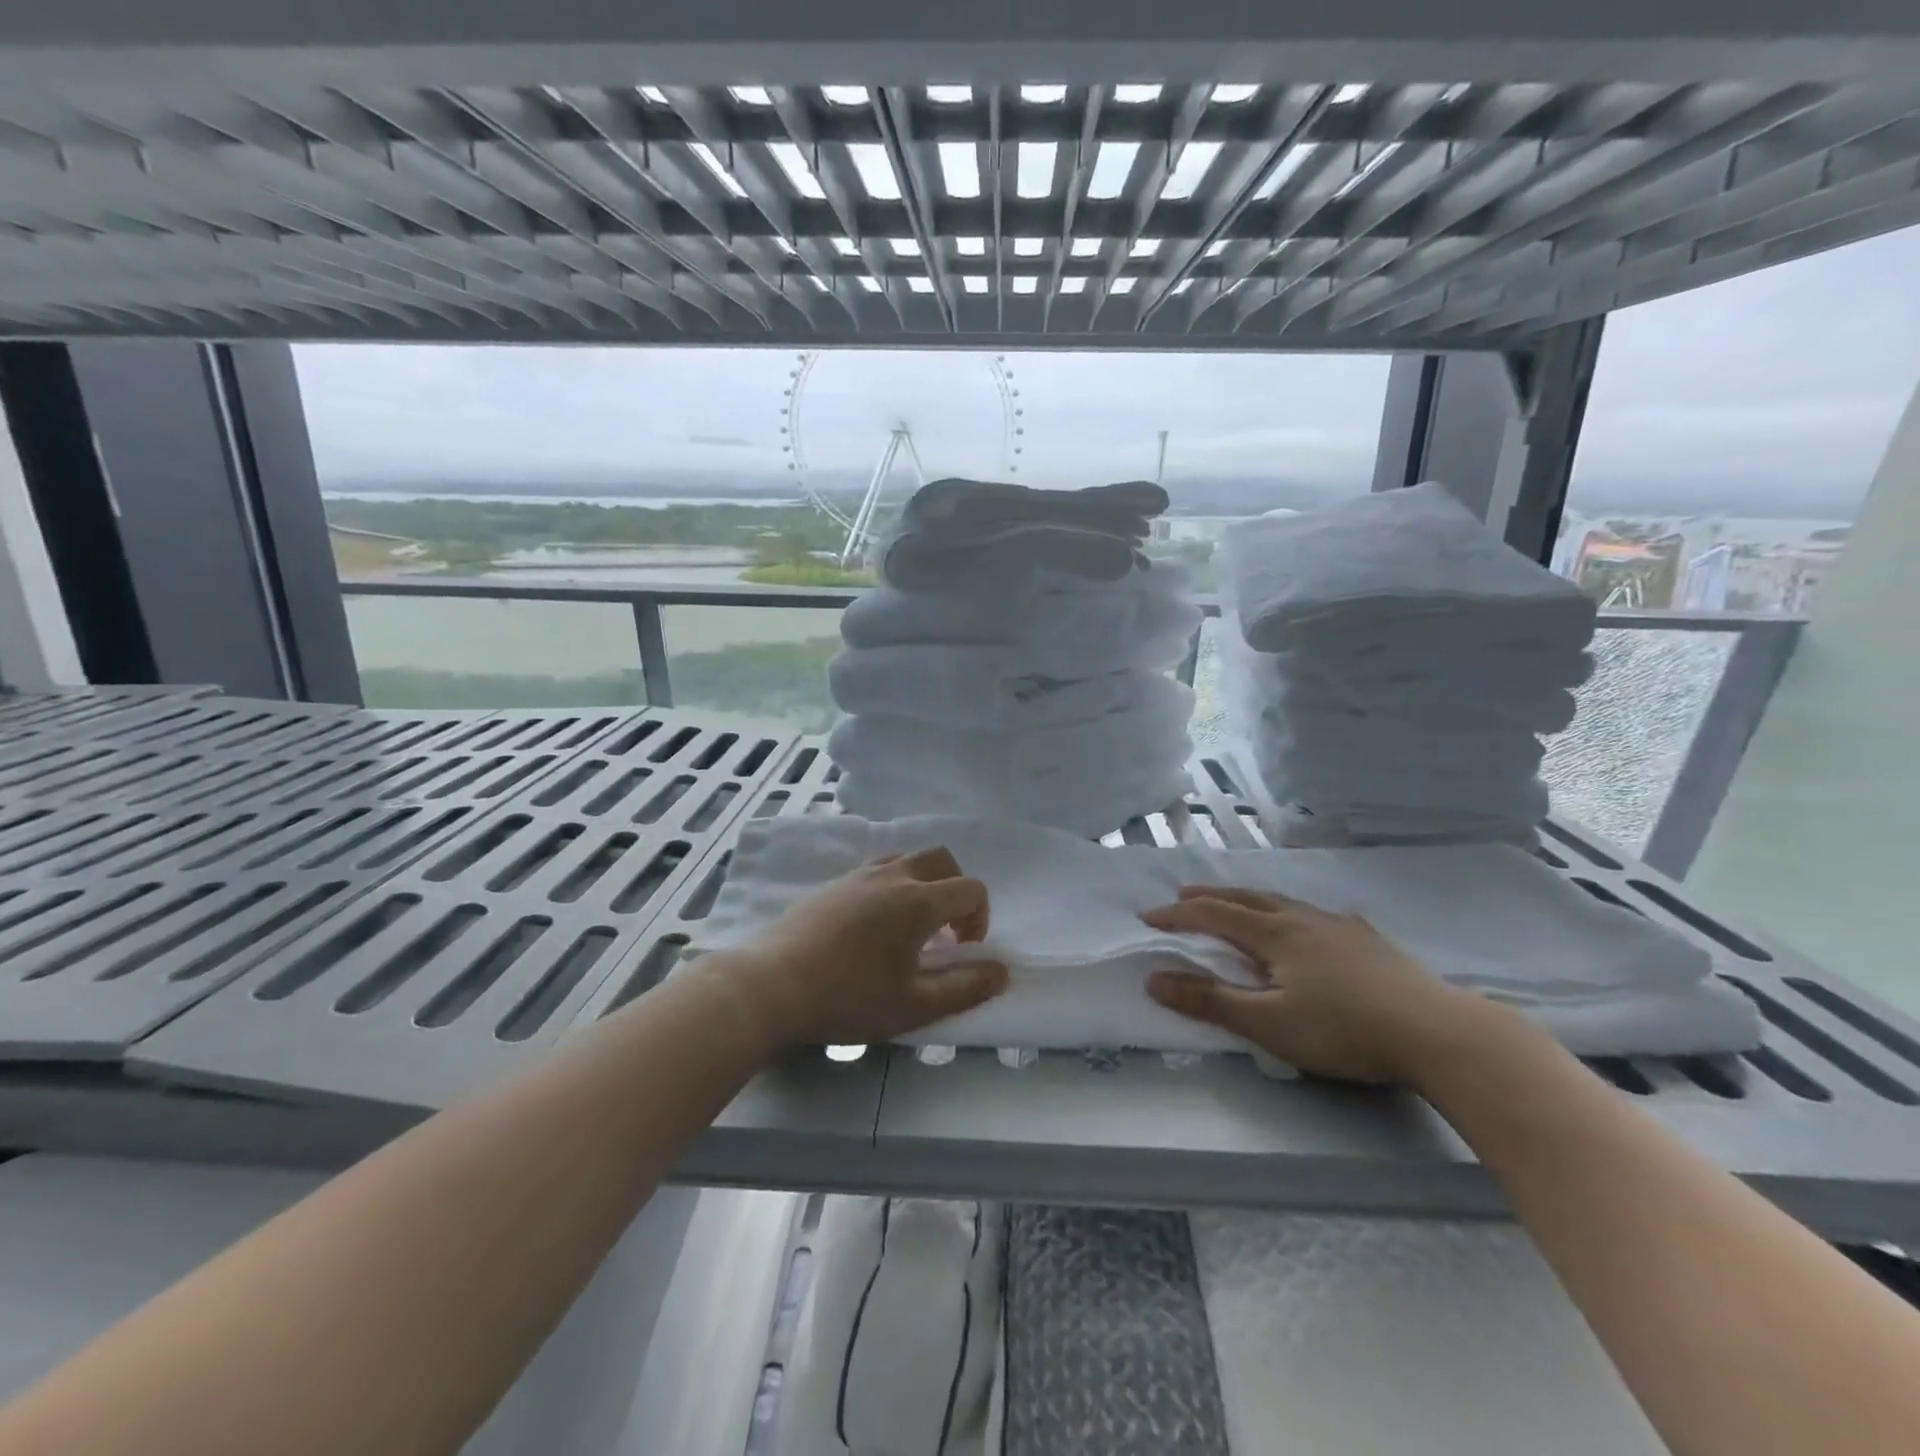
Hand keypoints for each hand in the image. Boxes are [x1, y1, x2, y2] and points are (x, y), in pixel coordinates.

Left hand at [714, 846, 1008, 1053]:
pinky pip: (876, 870)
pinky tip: (873, 927)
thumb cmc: (848, 998)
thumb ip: (964, 988)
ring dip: (923, 884)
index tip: (964, 949)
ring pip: (906, 859)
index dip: (980, 916)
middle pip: (941, 859)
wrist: (771, 985)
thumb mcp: (914, 1006)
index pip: (970, 888)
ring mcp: (858, 875)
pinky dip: (892, 886)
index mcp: (918, 901)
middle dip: (956, 888)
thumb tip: (1001, 971)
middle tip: (946, 930)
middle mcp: (892, 876)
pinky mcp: (832, 884)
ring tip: (910, 927)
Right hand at [1142, 885, 1511, 1084]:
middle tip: (1182, 894)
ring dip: (1249, 898)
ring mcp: (1340, 925)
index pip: (1213, 915)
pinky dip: (1295, 910)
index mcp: (1274, 934)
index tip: (1148, 918)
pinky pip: (1319, 913)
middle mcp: (1302, 918)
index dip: (1178, 916)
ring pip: (1283, 900)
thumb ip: (1209, 1001)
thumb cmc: (1342, 1029)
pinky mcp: (1370, 940)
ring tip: (1236, 900)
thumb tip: (1154, 979)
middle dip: (1209, 896)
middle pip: (1246, 897)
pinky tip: (1311, 920)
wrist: (1436, 1032)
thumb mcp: (1267, 1023)